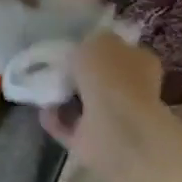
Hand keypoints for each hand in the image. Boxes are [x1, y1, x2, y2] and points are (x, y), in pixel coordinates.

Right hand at [40, 29, 171, 171]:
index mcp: (140, 62)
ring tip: (42, 87)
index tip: (74, 47)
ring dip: (63, 98)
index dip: (97, 49)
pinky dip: (55, 119)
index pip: (119, 51)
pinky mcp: (95, 141)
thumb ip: (92, 41)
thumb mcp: (99, 39)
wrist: (115, 128)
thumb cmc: (110, 76)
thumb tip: (87, 48)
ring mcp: (115, 118)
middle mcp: (132, 90)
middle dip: (77, 76)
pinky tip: (42, 109)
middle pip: (100, 80)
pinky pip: (70, 126)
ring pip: (84, 104)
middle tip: (53, 68)